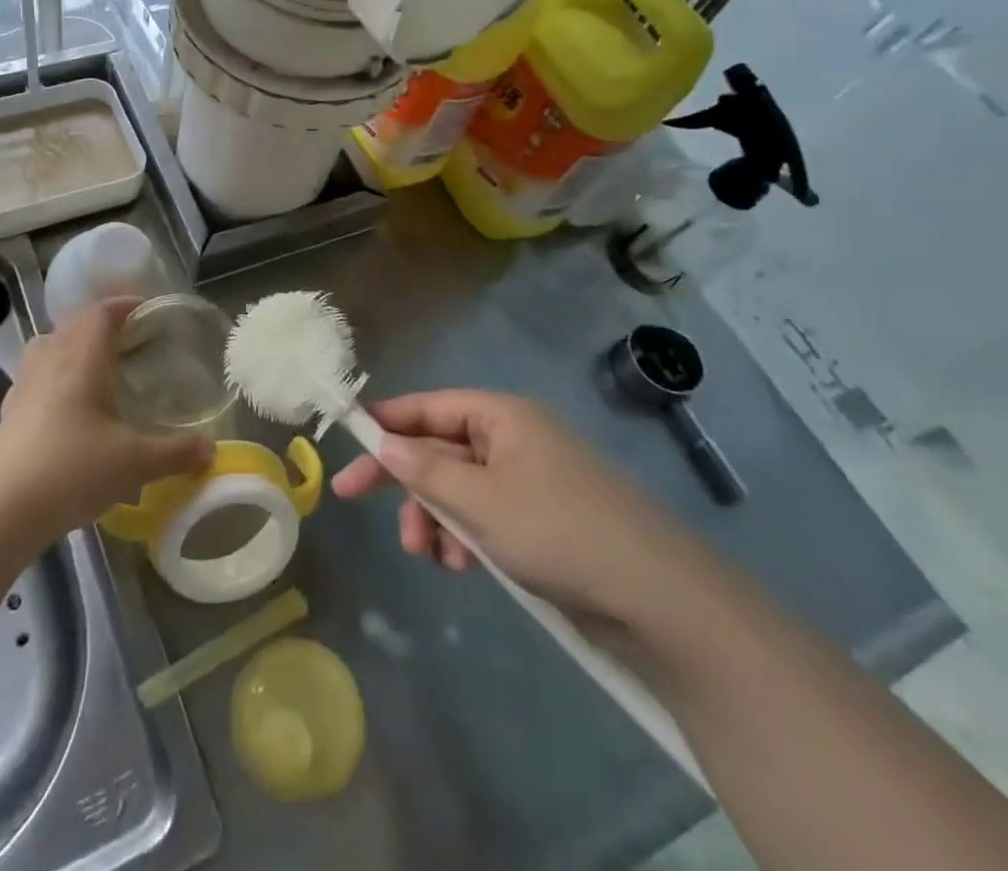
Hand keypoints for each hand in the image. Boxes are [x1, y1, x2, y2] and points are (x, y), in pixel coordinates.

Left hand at [0, 298, 213, 541]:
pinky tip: (70, 407)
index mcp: (81, 357)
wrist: (2, 506)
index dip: (123, 305)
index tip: (146, 310)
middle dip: (102, 326)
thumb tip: (211, 449)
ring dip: (74, 348)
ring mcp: (25, 384)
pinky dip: (56, 377)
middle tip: (130, 342)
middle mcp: (50, 359)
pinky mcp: (10, 410)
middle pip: (74, 324)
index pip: (100, 312)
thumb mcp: (135, 462)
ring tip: (99, 369)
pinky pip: (37, 376)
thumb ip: (177, 452)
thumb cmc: (73, 468)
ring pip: (50, 347)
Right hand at [330, 391, 708, 630]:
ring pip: (458, 487)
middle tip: (353, 498)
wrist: (661, 603)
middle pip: (439, 447)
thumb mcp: (480, 501)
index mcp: (501, 416)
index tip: (346, 439)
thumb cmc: (558, 532)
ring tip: (433, 556)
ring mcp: (529, 480)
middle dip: (406, 480)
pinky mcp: (542, 520)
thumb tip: (383, 443)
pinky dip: (465, 536)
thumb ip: (424, 470)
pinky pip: (485, 516)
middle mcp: (513, 439)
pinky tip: (464, 566)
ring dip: (435, 517)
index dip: (385, 420)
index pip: (428, 405)